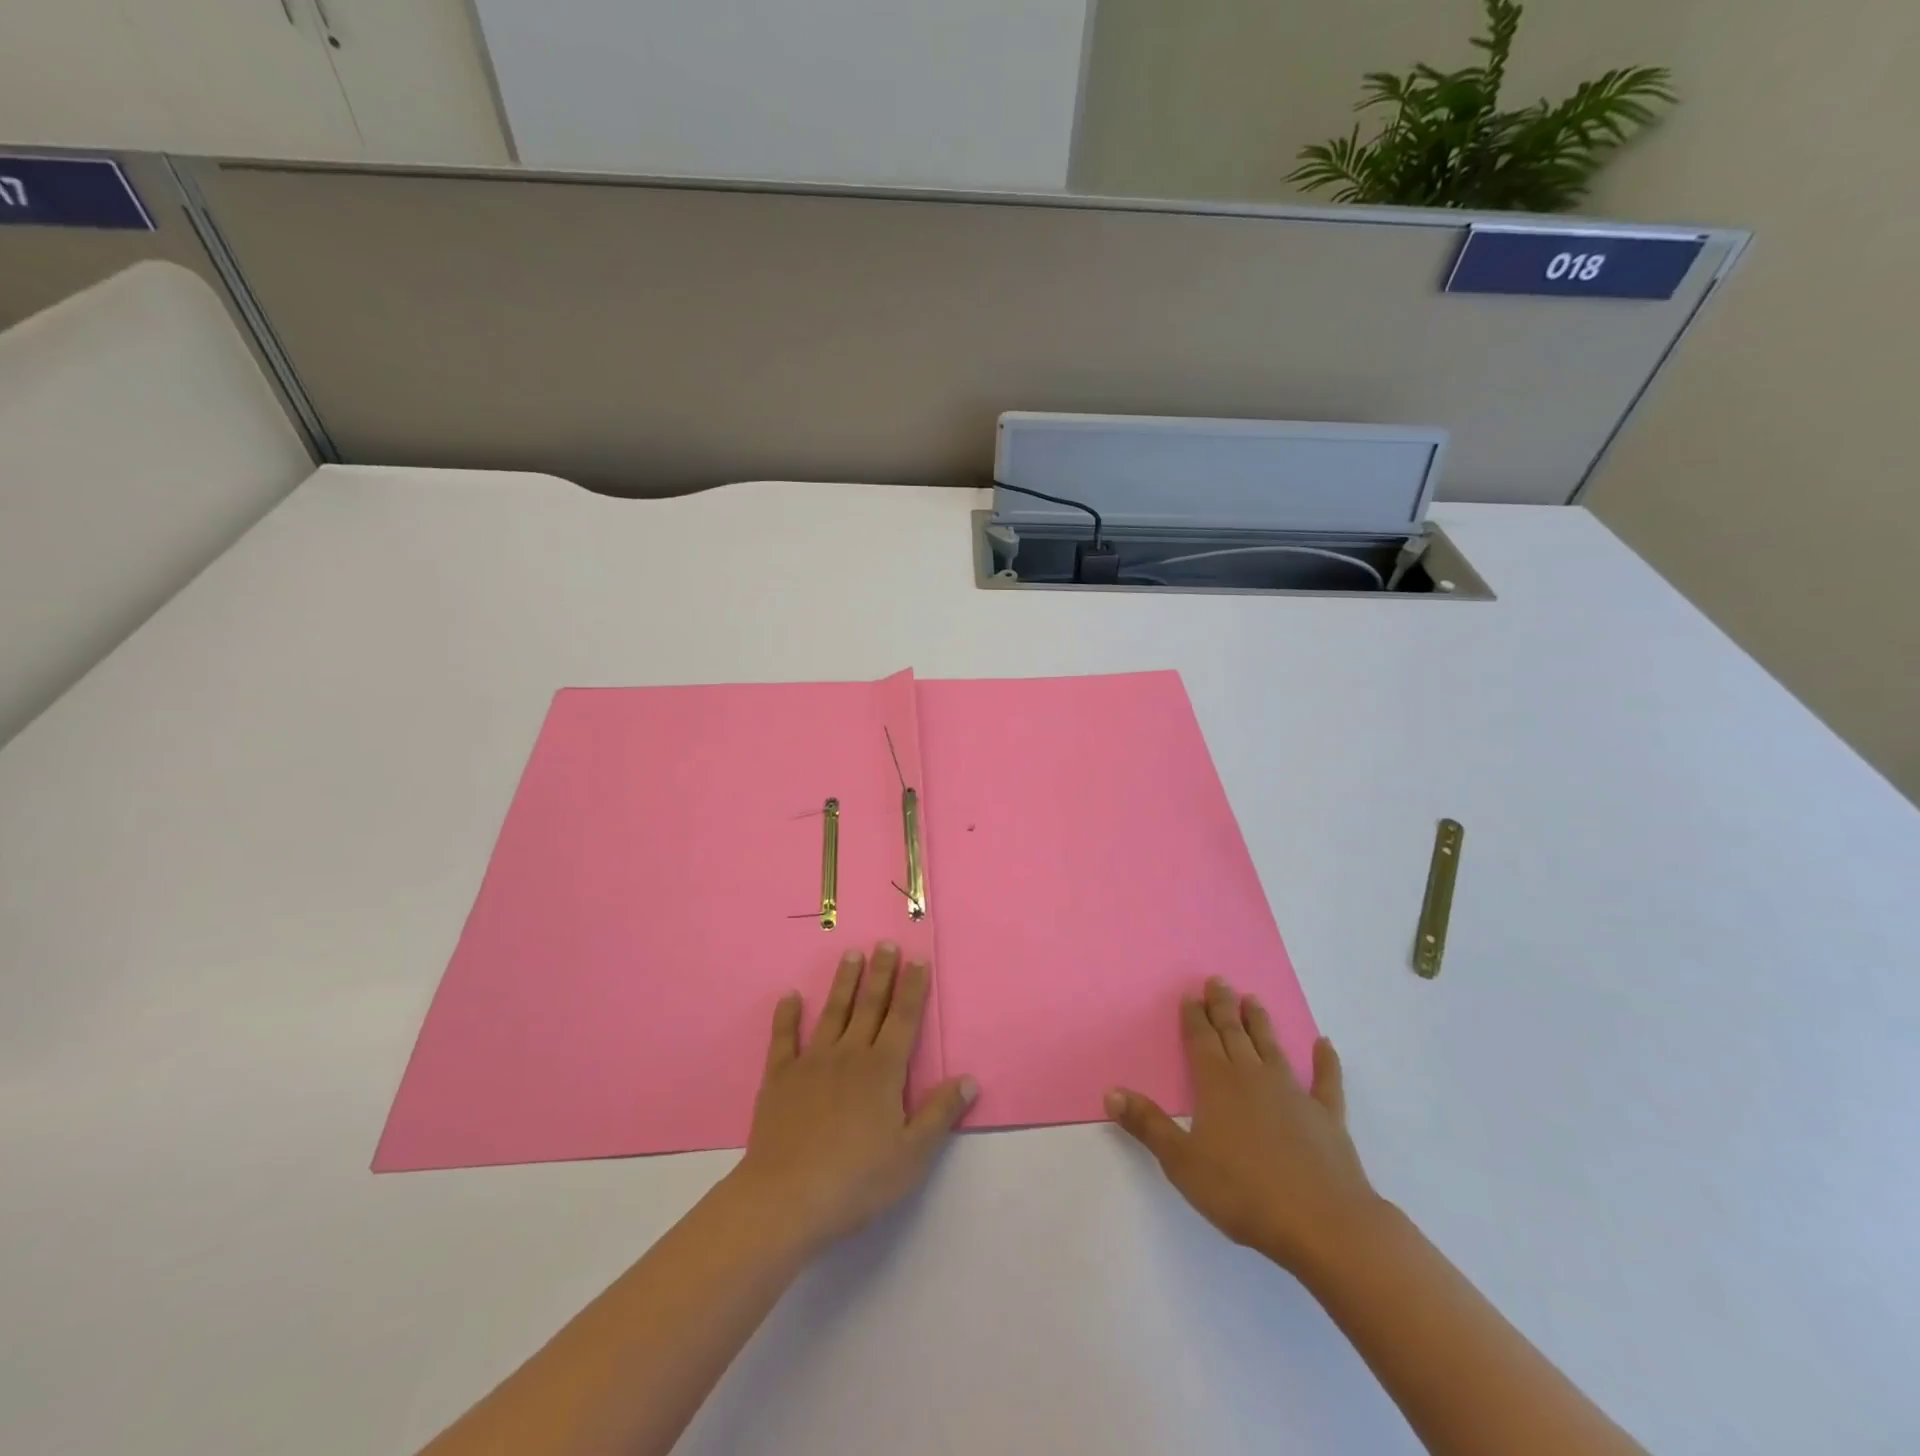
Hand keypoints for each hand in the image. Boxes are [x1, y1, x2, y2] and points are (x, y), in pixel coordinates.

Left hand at [729, 943, 976, 1252]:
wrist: (786, 1198)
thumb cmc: (857, 1179)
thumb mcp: (912, 1154)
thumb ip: (940, 1113)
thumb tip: (969, 1079)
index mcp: (883, 1070)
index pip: (904, 1019)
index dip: (913, 988)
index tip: (917, 959)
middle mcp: (849, 1054)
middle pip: (869, 1006)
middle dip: (881, 973)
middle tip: (885, 944)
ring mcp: (812, 1063)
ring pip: (832, 1012)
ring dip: (843, 982)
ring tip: (851, 954)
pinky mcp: (779, 1078)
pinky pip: (784, 1039)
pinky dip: (787, 1016)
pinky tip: (789, 997)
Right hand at [1107, 976, 1380, 1275]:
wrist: (1323, 1224)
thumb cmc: (1244, 1193)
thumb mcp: (1182, 1162)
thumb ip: (1148, 1125)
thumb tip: (1111, 1092)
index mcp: (1217, 1084)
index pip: (1201, 1040)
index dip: (1194, 1016)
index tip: (1191, 994)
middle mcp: (1253, 1077)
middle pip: (1234, 1034)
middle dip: (1223, 1007)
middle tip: (1218, 980)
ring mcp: (1293, 1093)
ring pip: (1272, 1047)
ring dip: (1260, 1023)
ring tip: (1252, 999)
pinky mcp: (1327, 1116)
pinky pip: (1326, 1081)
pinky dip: (1326, 1061)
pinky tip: (1325, 1044)